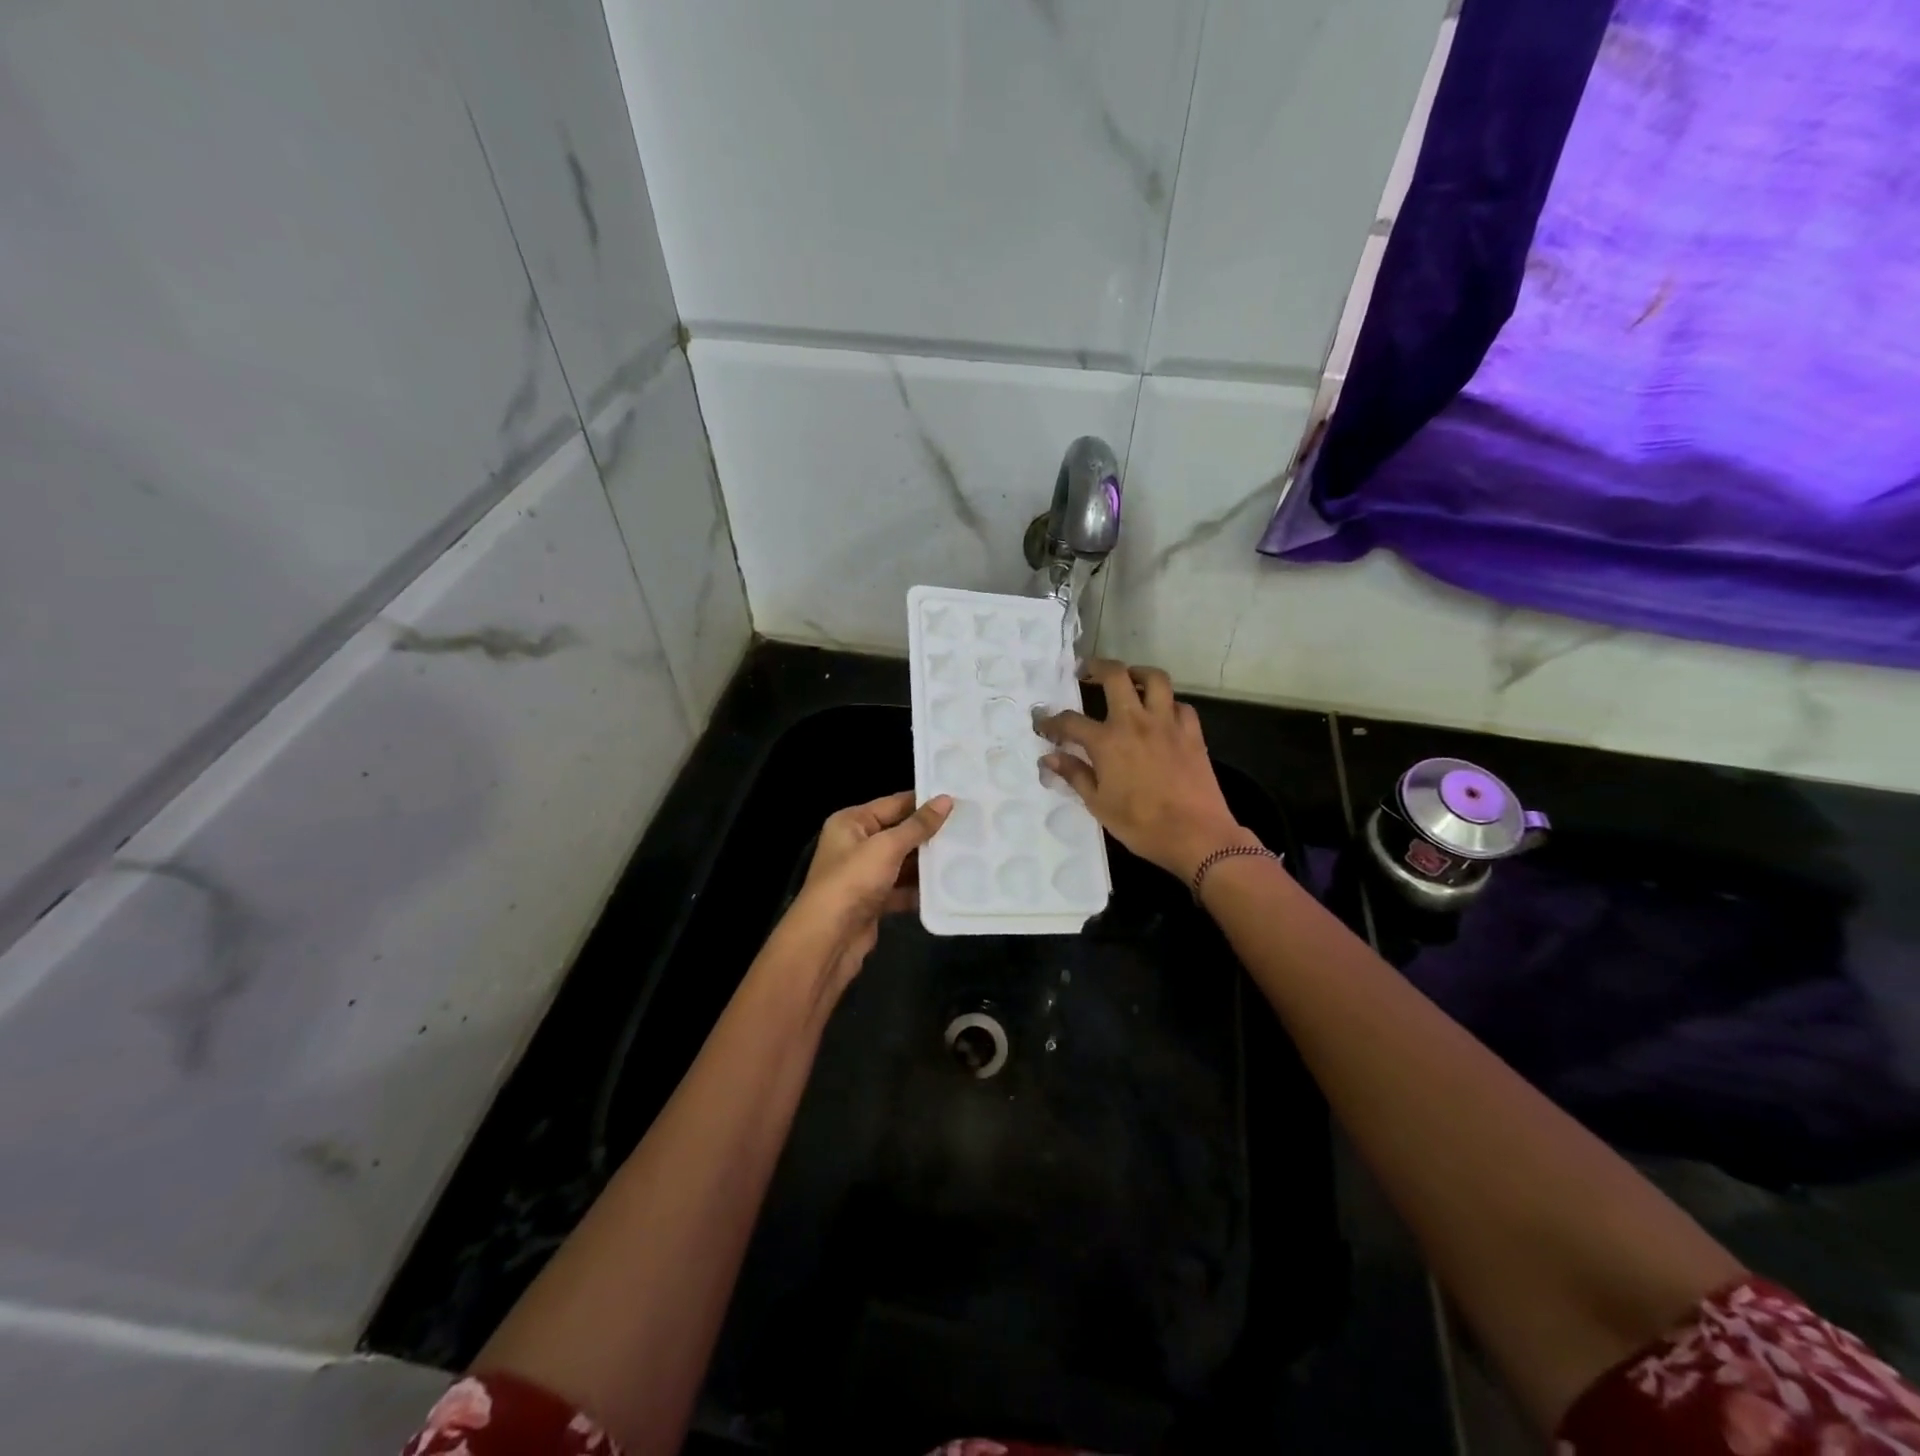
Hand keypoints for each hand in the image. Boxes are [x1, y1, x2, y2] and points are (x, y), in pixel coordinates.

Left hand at [778, 791, 951, 994]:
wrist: (828, 939)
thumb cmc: (853, 881)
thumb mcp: (887, 847)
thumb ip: (918, 825)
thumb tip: (946, 800)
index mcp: (851, 822)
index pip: (893, 803)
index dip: (924, 802)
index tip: (959, 800)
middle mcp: (855, 844)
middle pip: (899, 833)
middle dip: (929, 834)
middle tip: (969, 828)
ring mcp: (864, 875)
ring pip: (902, 863)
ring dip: (928, 863)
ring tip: (966, 854)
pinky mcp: (873, 901)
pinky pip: (901, 889)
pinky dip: (920, 889)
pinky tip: (948, 886)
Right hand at [1038, 659, 1253, 881]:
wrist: (1197, 836)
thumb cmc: (1142, 825)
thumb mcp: (1099, 805)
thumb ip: (1075, 775)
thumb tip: (1049, 757)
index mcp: (1107, 742)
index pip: (1070, 721)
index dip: (1051, 720)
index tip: (1042, 724)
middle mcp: (1135, 722)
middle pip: (1115, 676)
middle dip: (1096, 667)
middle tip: (1086, 671)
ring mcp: (1167, 724)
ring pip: (1155, 679)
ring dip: (1138, 673)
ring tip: (1129, 679)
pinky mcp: (1192, 733)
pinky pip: (1180, 705)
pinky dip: (1168, 704)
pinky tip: (1162, 715)